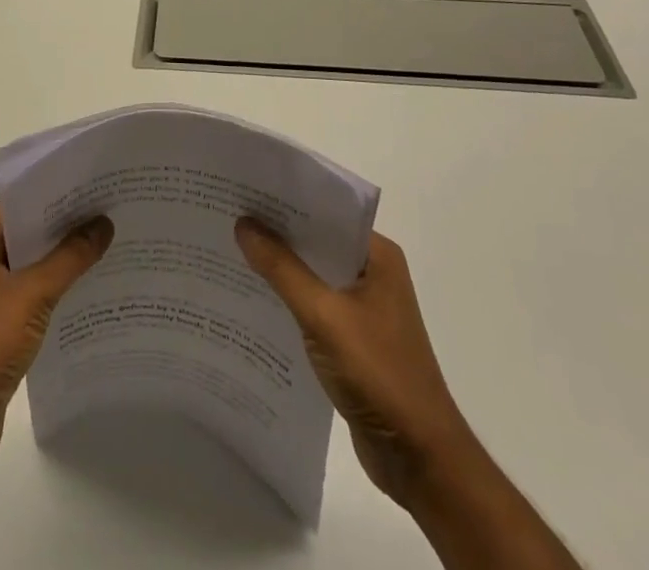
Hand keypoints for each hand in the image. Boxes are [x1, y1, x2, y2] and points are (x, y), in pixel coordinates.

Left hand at [0, 205, 112, 489]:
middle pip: (26, 236)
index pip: (19, 206)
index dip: (56, 196)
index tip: (95, 189)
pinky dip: (55, 295)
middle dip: (65, 229)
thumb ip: (69, 258)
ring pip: (30, 269)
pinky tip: (88, 295)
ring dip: (62, 263)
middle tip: (110, 214)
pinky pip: (30, 300)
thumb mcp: (30, 295)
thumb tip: (103, 223)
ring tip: (108, 249)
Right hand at [235, 219, 459, 507]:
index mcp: (377, 255)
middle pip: (317, 242)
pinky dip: (288, 300)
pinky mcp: (353, 338)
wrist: (419, 459)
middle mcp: (373, 273)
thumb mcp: (324, 315)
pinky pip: (314, 305)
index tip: (245, 190)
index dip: (286, 201)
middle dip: (277, 233)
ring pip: (313, 275)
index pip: (326, 212)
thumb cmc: (378, 374)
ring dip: (279, 268)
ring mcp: (364, 307)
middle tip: (228, 216)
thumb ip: (282, 269)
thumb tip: (244, 223)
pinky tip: (253, 300)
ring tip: (230, 251)